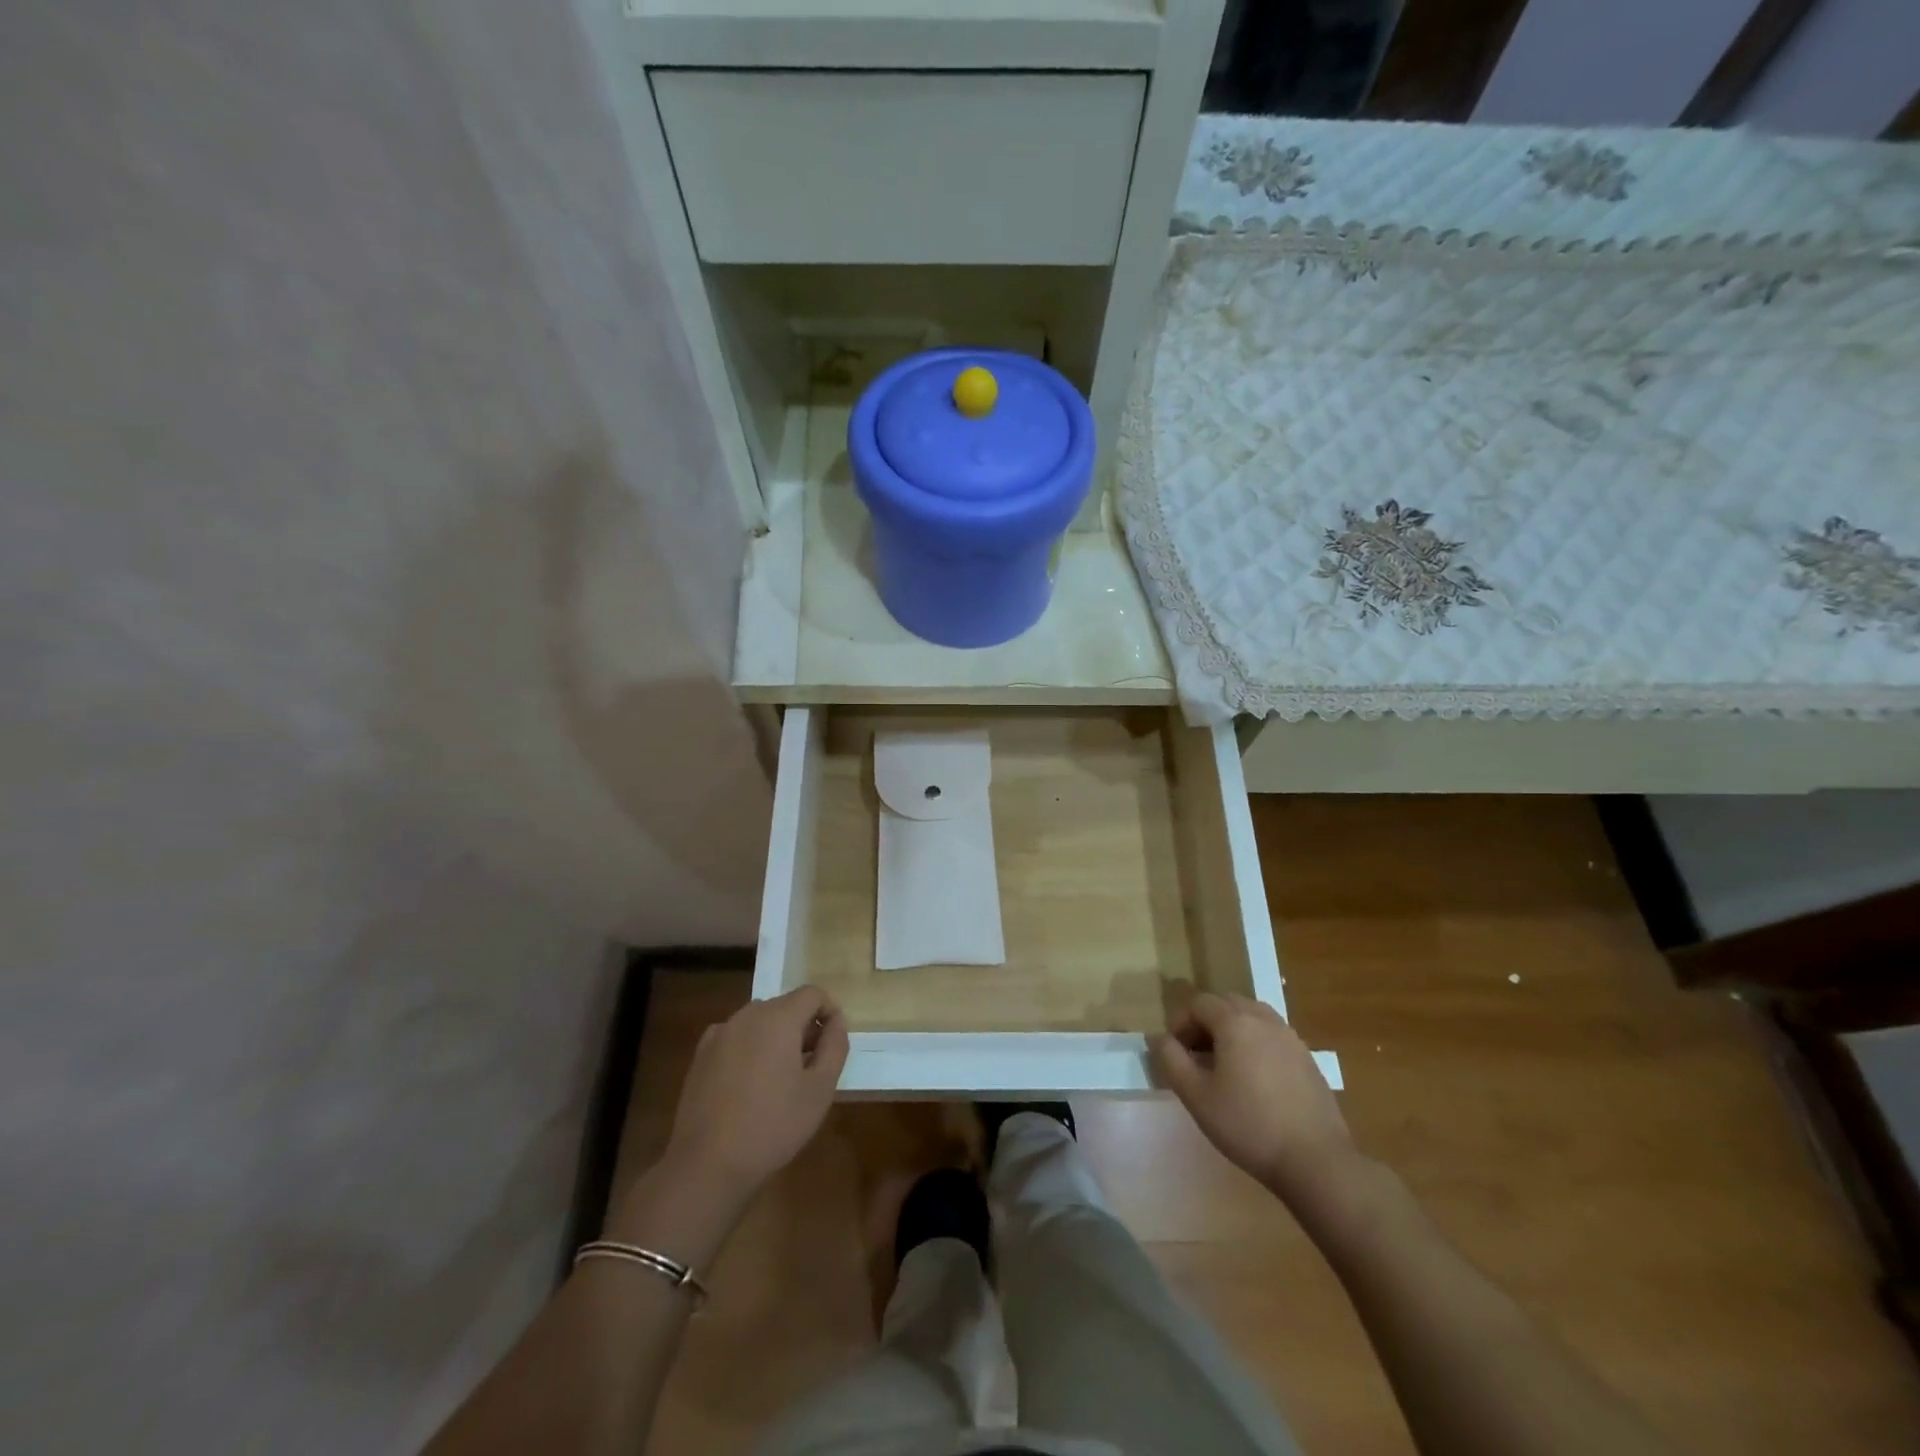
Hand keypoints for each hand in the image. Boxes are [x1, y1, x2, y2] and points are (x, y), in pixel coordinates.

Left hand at [660, 987, 848, 1207]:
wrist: (707, 1165)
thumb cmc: (773, 1125)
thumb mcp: (820, 1089)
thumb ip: (835, 1046)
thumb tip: (835, 1022)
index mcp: (777, 1018)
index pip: (812, 993)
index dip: (829, 1012)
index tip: (833, 1044)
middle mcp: (746, 1015)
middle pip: (785, 1006)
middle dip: (803, 1027)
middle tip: (812, 1066)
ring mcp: (719, 1034)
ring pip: (759, 1022)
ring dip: (776, 1038)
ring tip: (781, 1079)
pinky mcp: (701, 1056)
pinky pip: (736, 1039)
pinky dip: (749, 1049)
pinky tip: (749, 1085)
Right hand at [1152, 992, 1355, 1201]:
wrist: (1315, 1160)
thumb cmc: (1248, 1125)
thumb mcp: (1196, 1095)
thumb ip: (1171, 1060)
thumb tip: (1159, 1038)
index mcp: (1235, 1022)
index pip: (1199, 1003)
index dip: (1180, 1022)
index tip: (1175, 1053)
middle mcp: (1264, 1019)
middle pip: (1226, 1003)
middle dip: (1205, 1022)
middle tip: (1196, 1056)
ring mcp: (1290, 1037)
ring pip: (1252, 1016)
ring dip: (1231, 1030)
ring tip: (1224, 1065)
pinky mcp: (1307, 1058)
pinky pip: (1272, 1035)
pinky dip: (1255, 1043)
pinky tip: (1254, 1079)